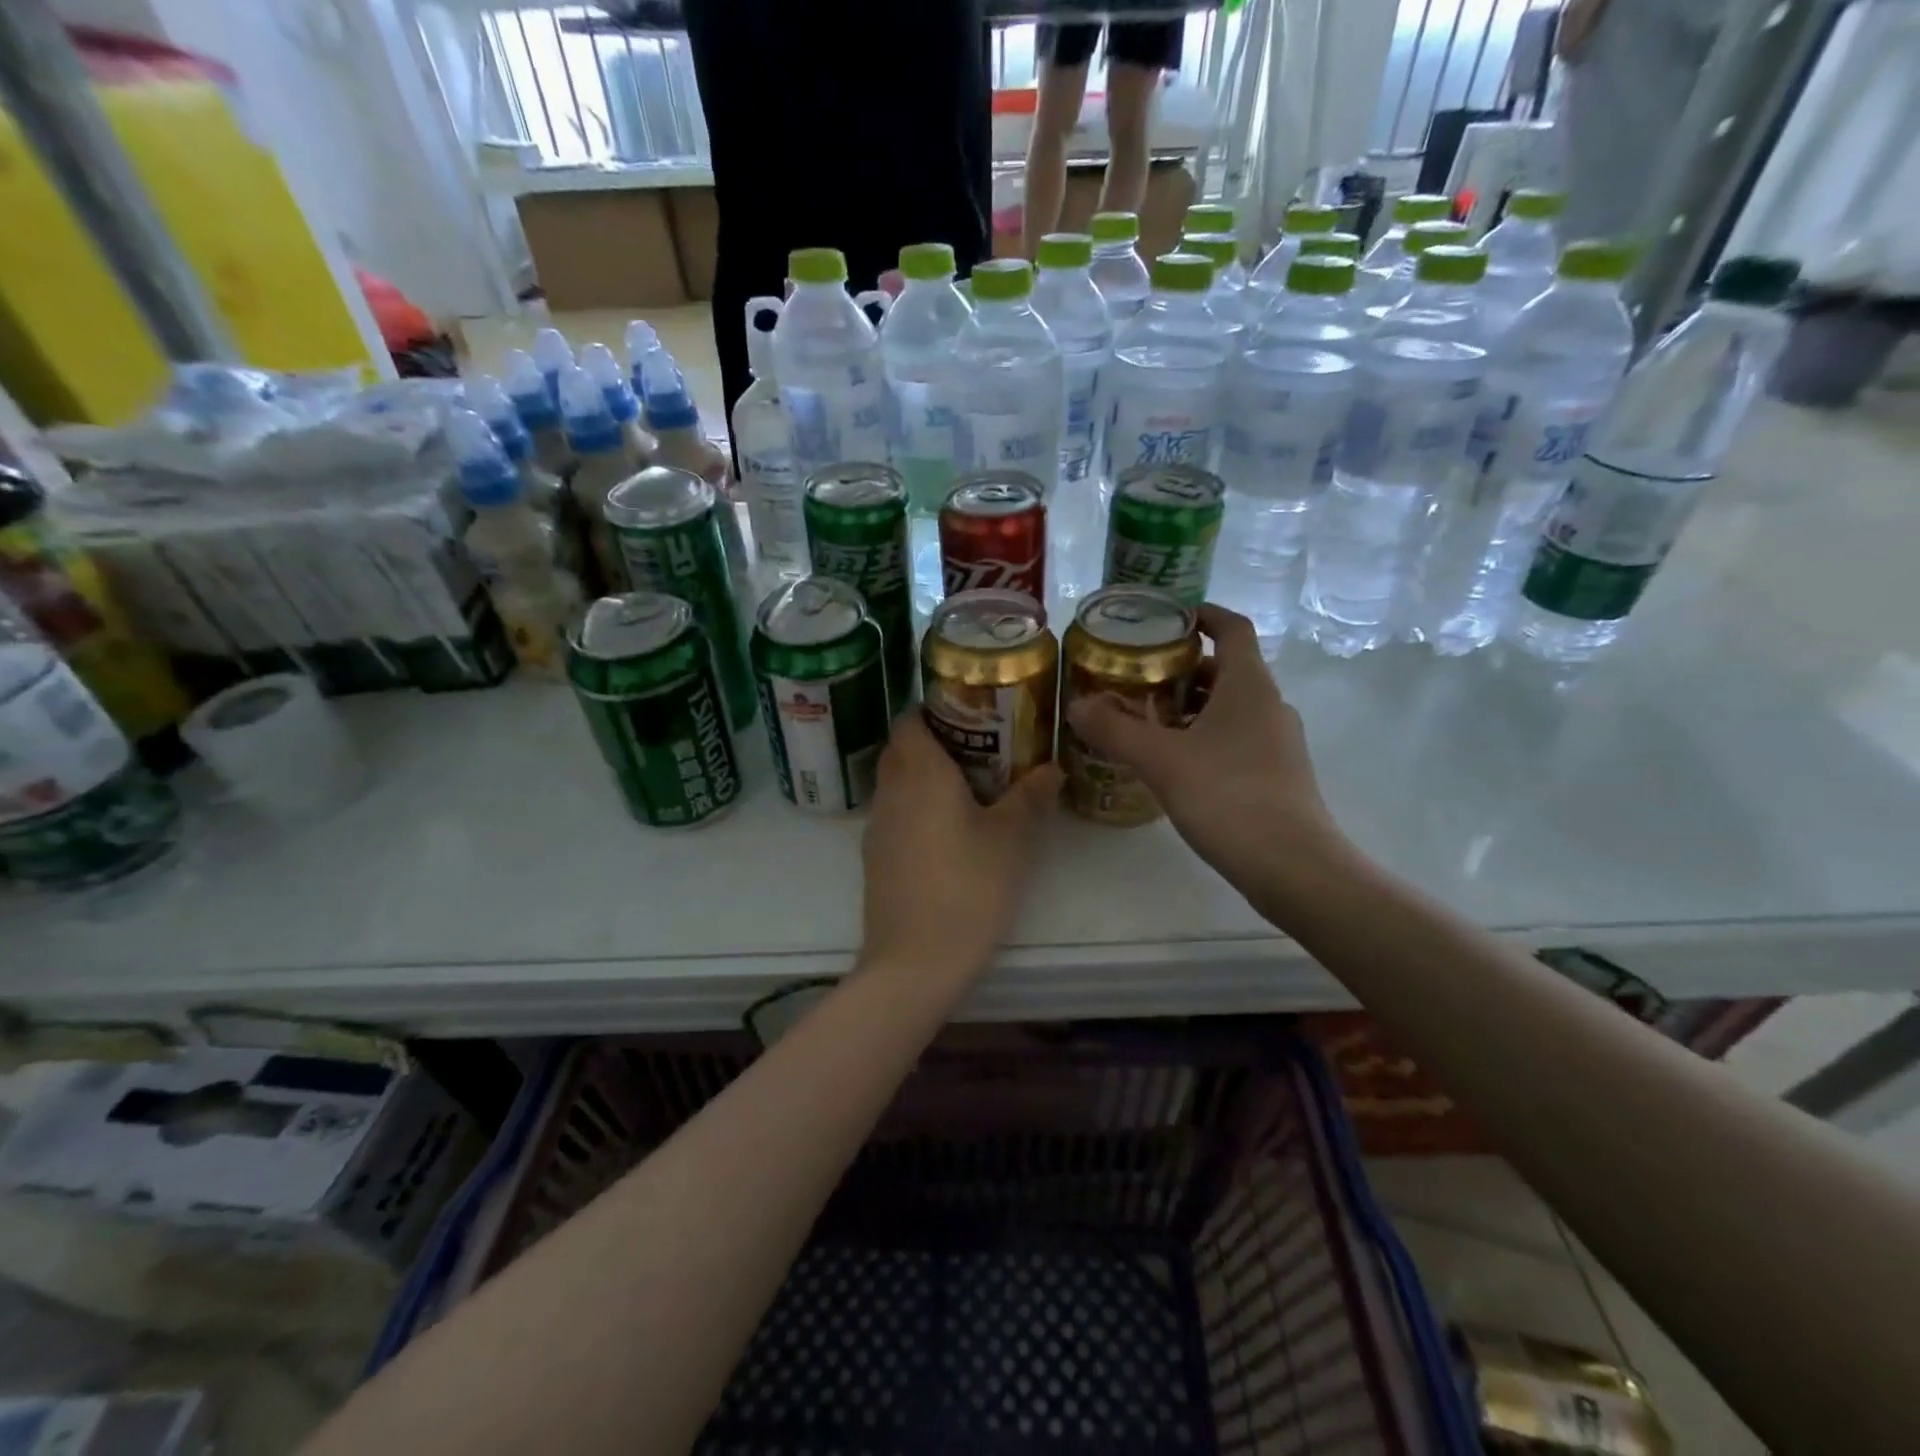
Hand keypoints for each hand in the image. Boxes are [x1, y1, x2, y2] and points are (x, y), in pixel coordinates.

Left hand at [859, 713, 1062, 982]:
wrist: (915, 961)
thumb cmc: (968, 888)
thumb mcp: (1011, 840)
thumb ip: (1031, 797)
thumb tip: (1052, 768)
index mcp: (920, 773)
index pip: (910, 719)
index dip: (935, 709)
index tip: (971, 715)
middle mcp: (890, 791)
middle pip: (901, 748)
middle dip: (934, 741)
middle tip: (980, 749)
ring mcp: (877, 826)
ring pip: (896, 782)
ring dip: (924, 776)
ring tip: (969, 788)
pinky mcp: (875, 857)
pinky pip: (894, 813)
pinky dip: (916, 807)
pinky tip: (948, 831)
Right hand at [1065, 604, 1348, 890]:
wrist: (1291, 865)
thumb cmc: (1226, 795)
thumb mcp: (1159, 759)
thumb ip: (1114, 729)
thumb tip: (1076, 706)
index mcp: (1248, 684)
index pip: (1232, 627)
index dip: (1202, 615)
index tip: (1167, 619)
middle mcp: (1269, 704)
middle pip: (1225, 669)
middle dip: (1181, 669)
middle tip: (1137, 678)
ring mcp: (1278, 741)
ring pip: (1229, 708)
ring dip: (1190, 707)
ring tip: (1146, 721)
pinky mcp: (1277, 774)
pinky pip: (1236, 738)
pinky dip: (1204, 737)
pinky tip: (1173, 764)